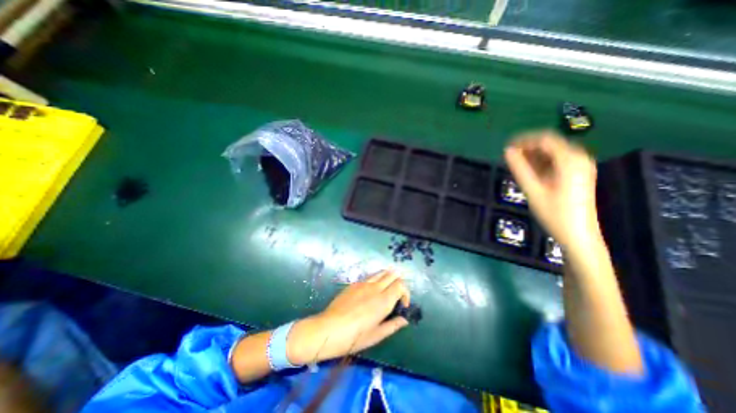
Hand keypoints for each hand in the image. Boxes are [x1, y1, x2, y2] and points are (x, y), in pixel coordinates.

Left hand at [288, 271, 410, 364]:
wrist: (328, 329)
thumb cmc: (354, 337)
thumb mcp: (376, 335)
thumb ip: (393, 325)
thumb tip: (404, 320)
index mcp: (383, 301)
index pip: (400, 285)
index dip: (405, 293)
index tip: (402, 305)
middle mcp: (375, 288)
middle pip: (392, 275)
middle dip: (398, 282)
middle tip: (396, 295)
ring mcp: (363, 283)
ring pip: (381, 272)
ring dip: (388, 277)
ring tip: (386, 289)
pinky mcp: (354, 283)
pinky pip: (370, 276)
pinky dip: (377, 278)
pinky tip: (372, 290)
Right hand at [503, 131, 599, 249]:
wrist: (578, 234)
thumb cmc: (554, 214)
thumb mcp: (533, 190)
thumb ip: (519, 169)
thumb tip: (507, 151)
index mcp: (570, 161)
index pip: (545, 139)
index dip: (524, 140)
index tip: (506, 146)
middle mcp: (579, 158)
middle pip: (550, 144)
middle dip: (528, 147)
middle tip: (509, 157)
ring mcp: (581, 165)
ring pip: (553, 152)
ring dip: (533, 155)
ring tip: (516, 164)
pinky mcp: (578, 173)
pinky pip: (557, 160)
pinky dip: (541, 162)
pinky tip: (530, 171)